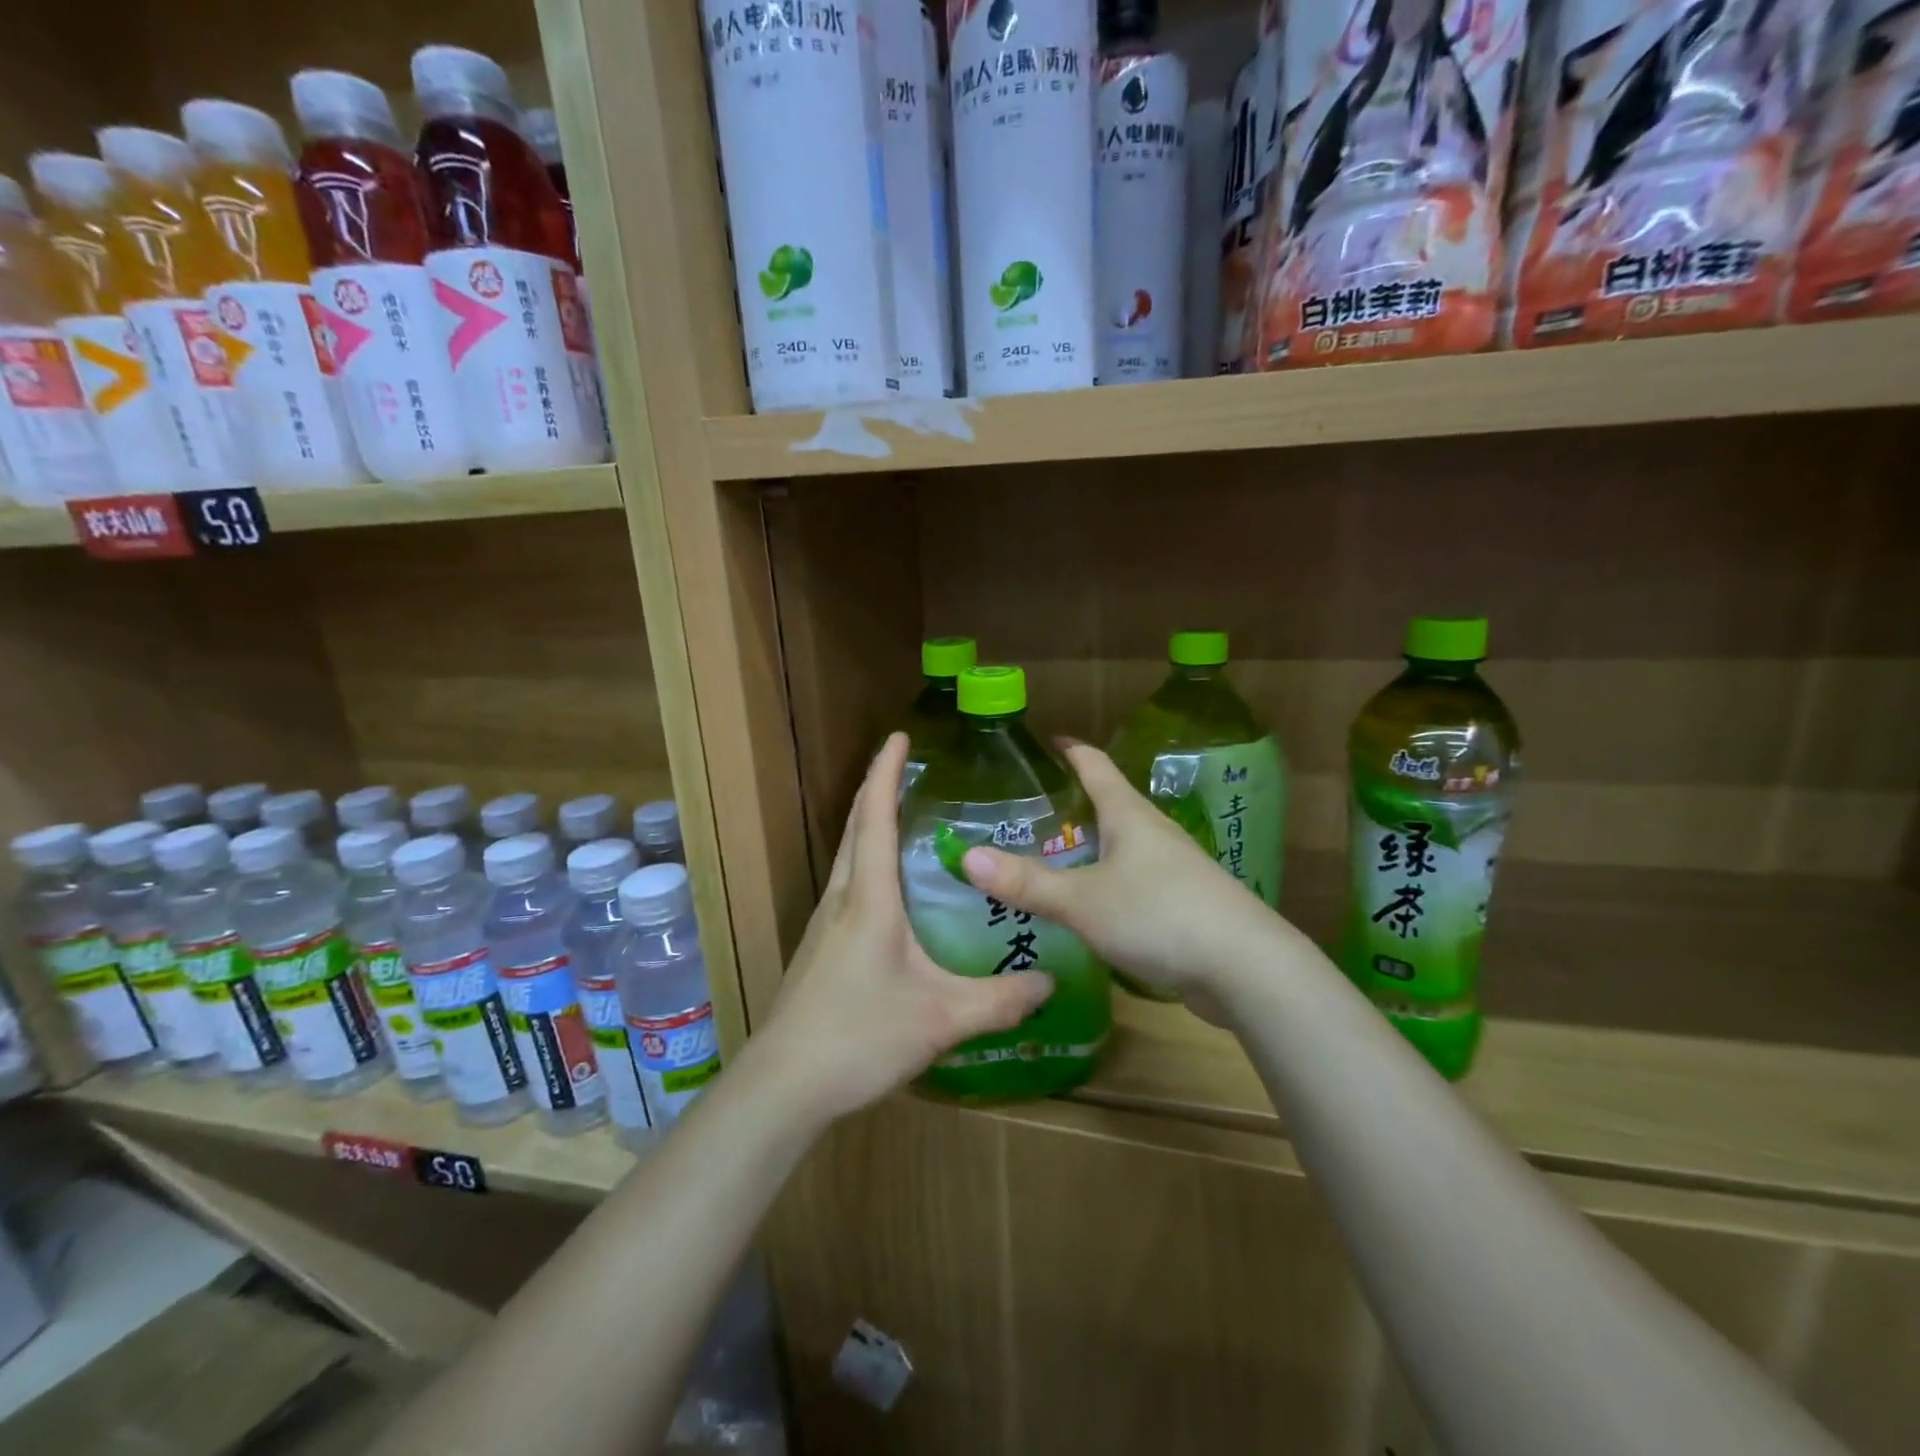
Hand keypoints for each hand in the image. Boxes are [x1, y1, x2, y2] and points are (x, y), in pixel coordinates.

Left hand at [754, 733, 1055, 1122]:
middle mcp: (842, 900)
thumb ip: (999, 1000)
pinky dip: (866, 864)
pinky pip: (846, 887)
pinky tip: (889, 891)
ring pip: (847, 858)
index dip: (885, 773)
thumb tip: (1050, 983)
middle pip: (856, 829)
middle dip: (877, 790)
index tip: (899, 736)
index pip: (875, 818)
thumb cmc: (861, 1037)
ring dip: (869, 826)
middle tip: (908, 768)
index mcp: (869, 899)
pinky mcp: (819, 950)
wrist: (785, 1084)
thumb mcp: (942, 1019)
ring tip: (903, 817)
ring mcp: (824, 925)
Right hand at [959, 743, 1287, 1008]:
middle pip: (1108, 804)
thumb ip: (1026, 883)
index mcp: (1129, 815)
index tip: (1045, 742)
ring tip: (1049, 858)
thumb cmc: (1160, 915)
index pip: (1095, 765)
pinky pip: (1133, 881)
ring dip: (1088, 847)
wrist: (1246, 969)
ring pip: (1121, 846)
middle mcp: (1153, 833)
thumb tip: (966, 857)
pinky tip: (1088, 906)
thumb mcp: (1083, 900)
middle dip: (1071, 804)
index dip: (1069, 750)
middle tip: (1026, 814)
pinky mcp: (1183, 904)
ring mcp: (1173, 869)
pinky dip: (1104, 883)